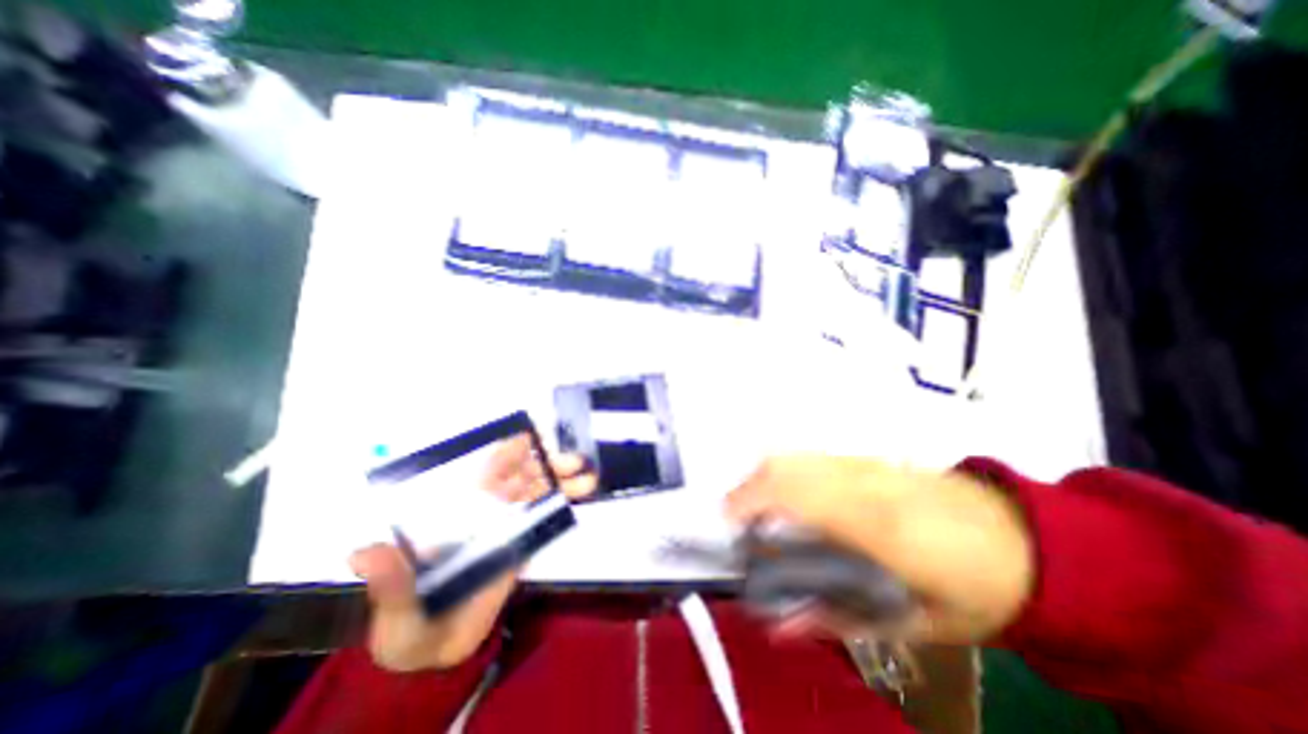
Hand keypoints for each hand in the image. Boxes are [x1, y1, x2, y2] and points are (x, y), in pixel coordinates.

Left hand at [351, 442, 595, 669]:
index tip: (532, 438)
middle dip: (546, 463)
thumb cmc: (407, 624)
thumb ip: (389, 580)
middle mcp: (484, 510)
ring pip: (538, 492)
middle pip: (520, 476)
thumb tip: (363, 551)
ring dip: (562, 480)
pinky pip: (546, 516)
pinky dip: (564, 502)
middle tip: (572, 462)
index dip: (508, 451)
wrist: (435, 655)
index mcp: (456, 511)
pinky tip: (582, 495)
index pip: (484, 471)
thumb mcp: (394, 605)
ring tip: (586, 479)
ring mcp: (507, 525)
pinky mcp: (524, 543)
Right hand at [725, 455, 1031, 644]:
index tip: (724, 524)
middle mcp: (860, 479)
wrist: (1025, 539)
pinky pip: (807, 457)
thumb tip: (777, 624)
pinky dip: (782, 473)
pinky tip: (787, 499)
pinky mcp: (864, 456)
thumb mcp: (914, 625)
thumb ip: (838, 620)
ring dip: (761, 481)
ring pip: (791, 455)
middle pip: (781, 465)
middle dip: (745, 491)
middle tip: (737, 526)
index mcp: (876, 523)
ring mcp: (862, 461)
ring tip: (757, 514)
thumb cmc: (975, 588)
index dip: (748, 500)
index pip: (793, 492)